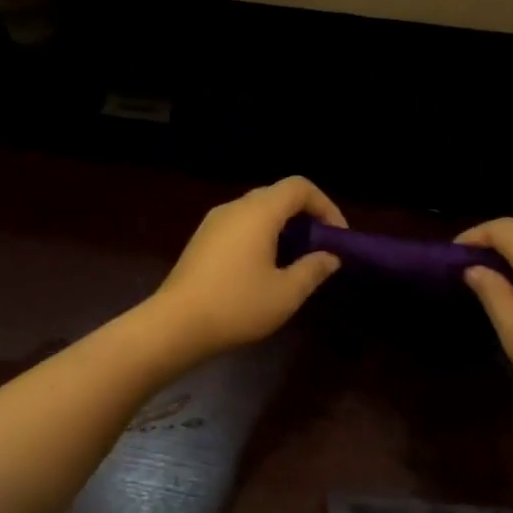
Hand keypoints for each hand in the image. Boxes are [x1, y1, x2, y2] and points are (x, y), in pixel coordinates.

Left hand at [150, 178, 345, 359]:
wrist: (175, 325)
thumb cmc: (236, 306)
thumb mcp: (286, 293)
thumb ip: (313, 270)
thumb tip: (330, 257)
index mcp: (258, 212)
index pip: (299, 187)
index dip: (325, 205)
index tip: (337, 236)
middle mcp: (234, 208)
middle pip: (277, 196)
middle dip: (305, 216)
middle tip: (320, 247)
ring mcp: (213, 223)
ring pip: (257, 211)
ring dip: (282, 228)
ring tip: (295, 260)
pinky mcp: (201, 241)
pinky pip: (239, 226)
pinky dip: (260, 236)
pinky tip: (264, 268)